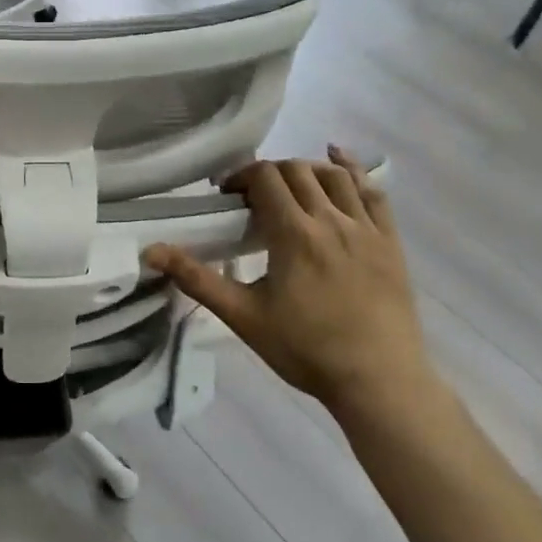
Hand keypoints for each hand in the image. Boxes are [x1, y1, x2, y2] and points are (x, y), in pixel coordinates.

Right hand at [145, 147, 431, 421]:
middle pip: (296, 170)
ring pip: (334, 176)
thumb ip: (197, 279)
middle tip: (253, 197)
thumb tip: (151, 251)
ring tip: (290, 185)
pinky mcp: (390, 242)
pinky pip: (374, 192)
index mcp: (293, 233)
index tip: (228, 195)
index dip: (241, 176)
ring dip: (306, 170)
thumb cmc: (305, 350)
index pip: (265, 177)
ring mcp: (366, 228)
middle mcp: (331, 219)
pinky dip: (354, 170)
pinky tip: (339, 160)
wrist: (378, 382)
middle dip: (269, 173)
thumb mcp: (243, 316)